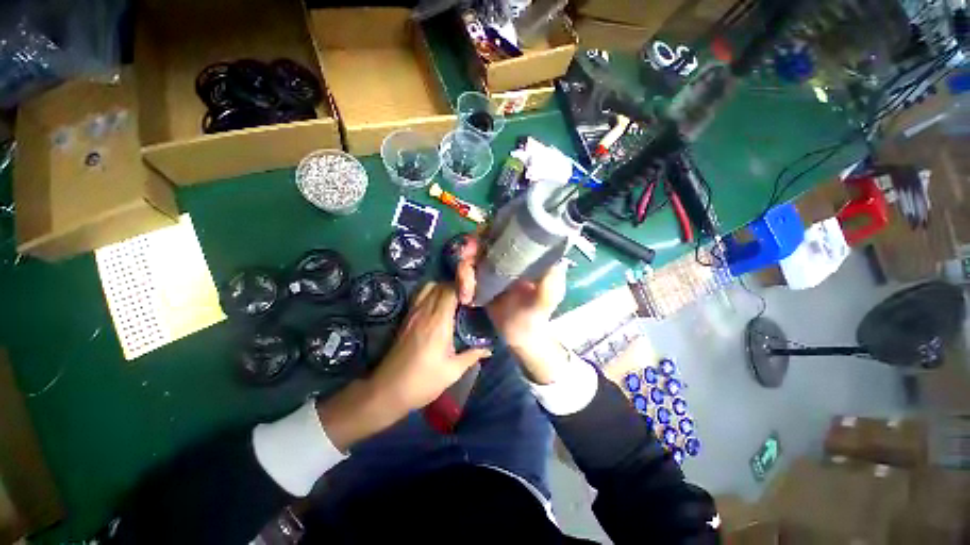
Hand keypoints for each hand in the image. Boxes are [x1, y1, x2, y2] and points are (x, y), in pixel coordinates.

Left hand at [319, 282, 490, 450]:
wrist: (387, 391)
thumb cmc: (423, 382)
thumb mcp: (452, 372)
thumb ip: (472, 356)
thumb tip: (489, 349)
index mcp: (438, 323)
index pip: (450, 291)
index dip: (463, 288)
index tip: (474, 296)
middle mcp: (424, 313)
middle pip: (440, 286)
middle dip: (455, 287)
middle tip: (467, 299)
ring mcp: (412, 314)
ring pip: (428, 288)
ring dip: (442, 289)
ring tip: (453, 302)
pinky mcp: (405, 319)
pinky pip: (419, 297)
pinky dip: (431, 295)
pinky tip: (438, 309)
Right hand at [455, 235, 568, 383]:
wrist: (520, 336)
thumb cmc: (536, 315)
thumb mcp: (546, 299)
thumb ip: (551, 282)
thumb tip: (555, 259)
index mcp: (523, 255)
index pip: (505, 231)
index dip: (490, 230)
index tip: (481, 239)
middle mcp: (506, 257)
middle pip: (482, 241)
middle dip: (470, 249)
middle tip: (466, 261)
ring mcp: (491, 268)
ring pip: (470, 258)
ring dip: (464, 272)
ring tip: (467, 294)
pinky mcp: (480, 281)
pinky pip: (465, 274)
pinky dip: (461, 283)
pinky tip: (466, 298)